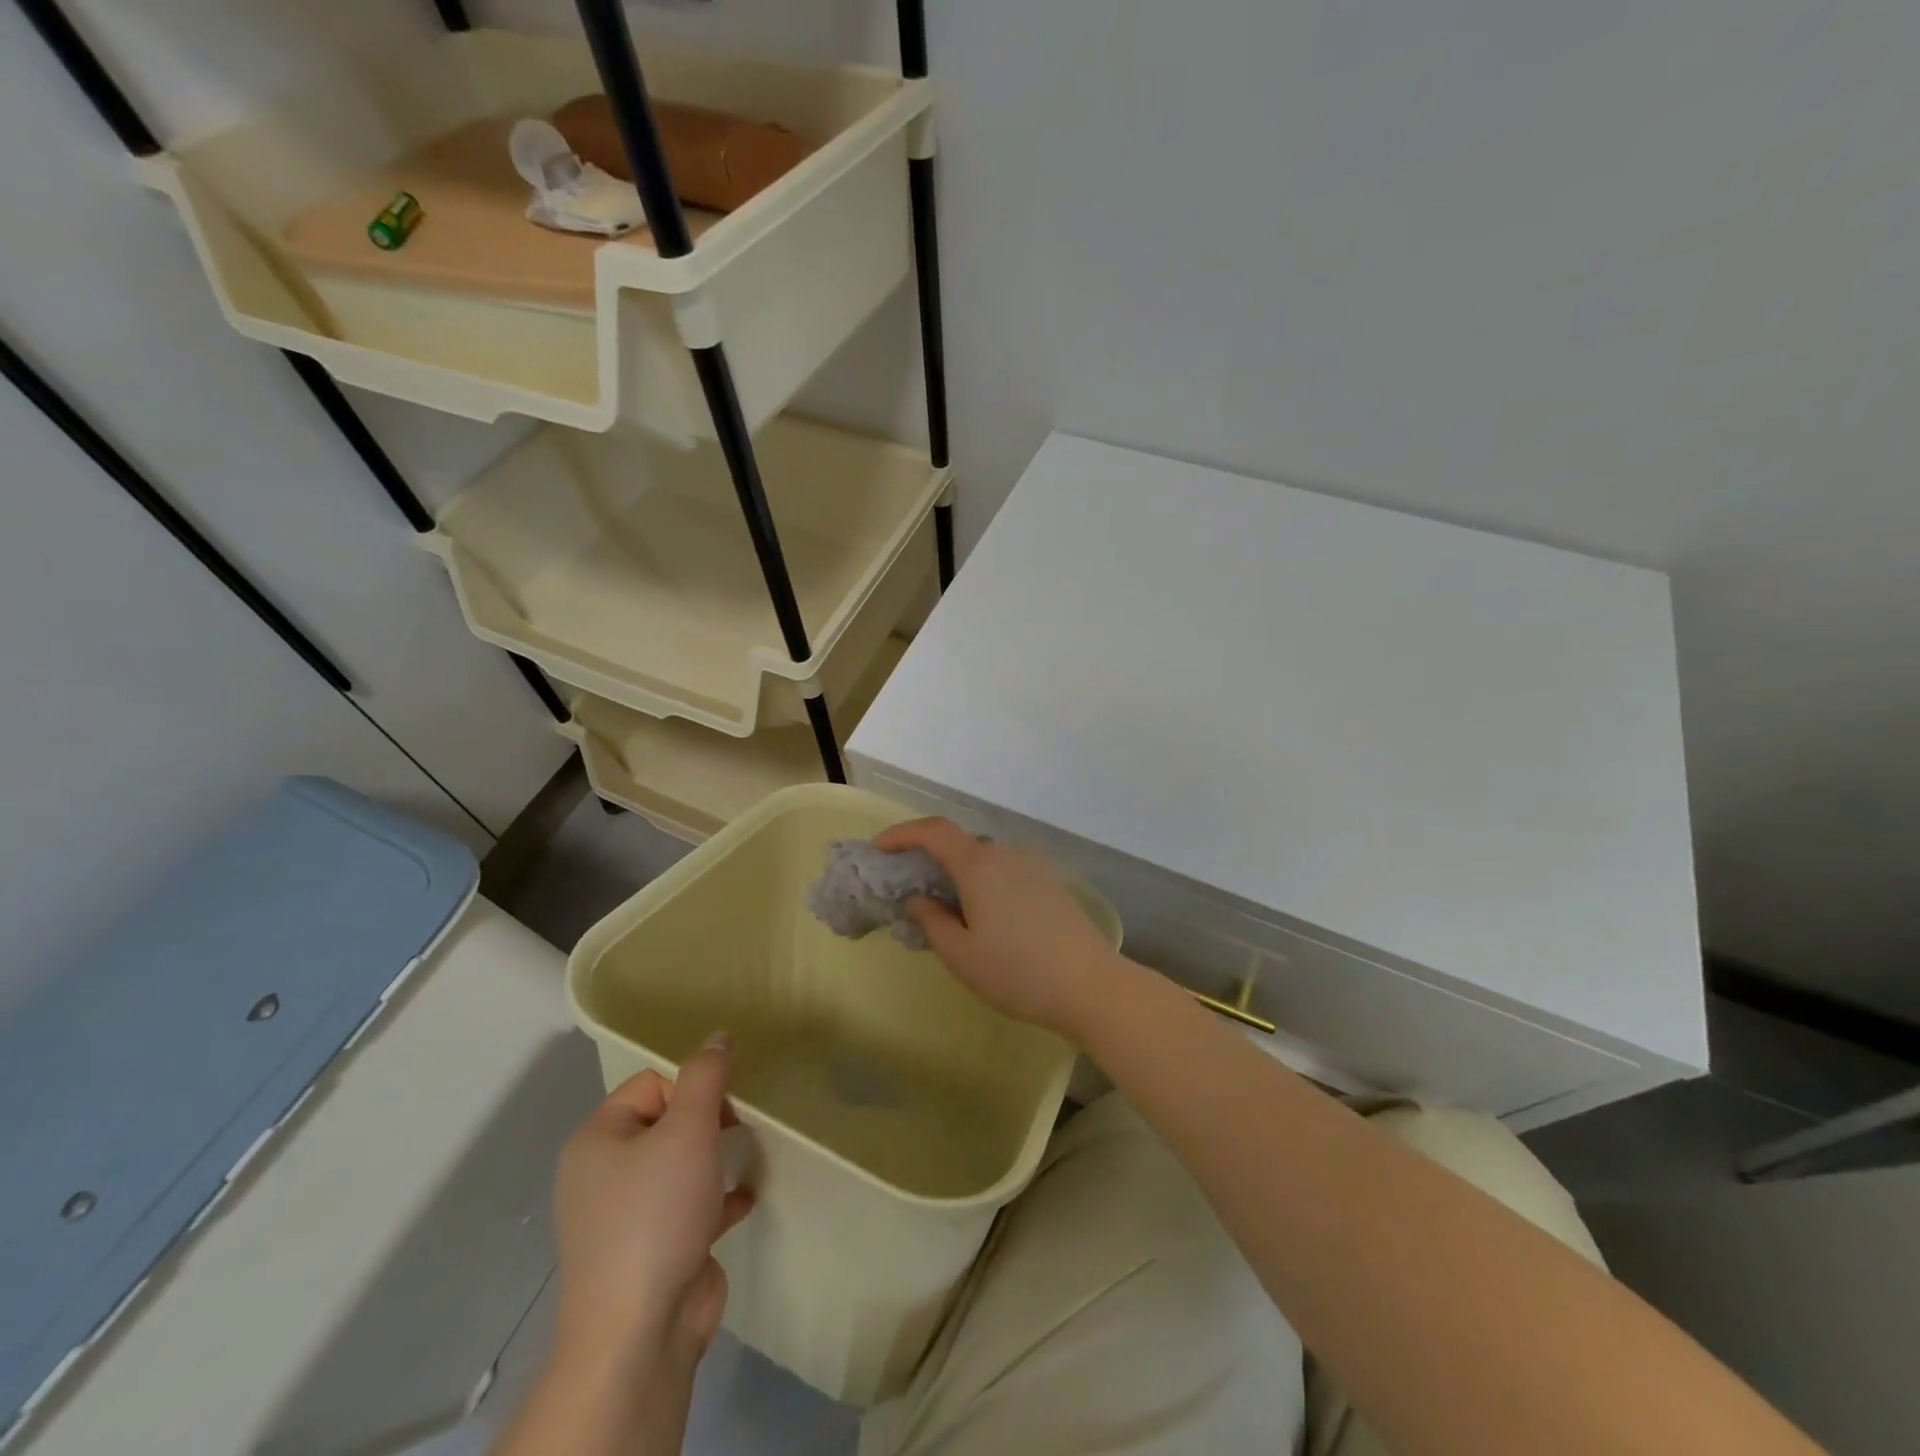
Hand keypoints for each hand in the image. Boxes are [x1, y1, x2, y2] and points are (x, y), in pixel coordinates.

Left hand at [551, 1035, 753, 1371]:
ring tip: (742, 1160)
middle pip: (666, 1122)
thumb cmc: (657, 1214)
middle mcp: (603, 1176)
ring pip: (679, 1166)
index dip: (691, 1089)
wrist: (640, 1332)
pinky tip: (744, 1199)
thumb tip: (719, 1036)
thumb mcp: (688, 1129)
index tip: (721, 1111)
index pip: (651, 1084)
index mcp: (597, 1141)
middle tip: (735, 1134)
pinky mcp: (652, 1252)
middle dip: (707, 1123)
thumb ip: (706, 1076)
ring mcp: (626, 1218)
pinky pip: (689, 1208)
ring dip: (714, 1160)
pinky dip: (716, 1200)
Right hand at [874, 817, 1119, 1039]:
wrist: (1090, 985)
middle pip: (959, 844)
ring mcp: (1032, 866)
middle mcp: (1005, 854)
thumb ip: (931, 921)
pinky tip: (983, 917)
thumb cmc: (1017, 971)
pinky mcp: (1050, 883)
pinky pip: (1004, 872)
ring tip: (945, 910)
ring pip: (983, 860)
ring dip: (957, 874)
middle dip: (928, 859)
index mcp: (979, 864)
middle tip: (909, 890)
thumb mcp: (961, 954)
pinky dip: (982, 883)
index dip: (902, 833)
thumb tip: (917, 898)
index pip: (933, 831)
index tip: (878, 849)